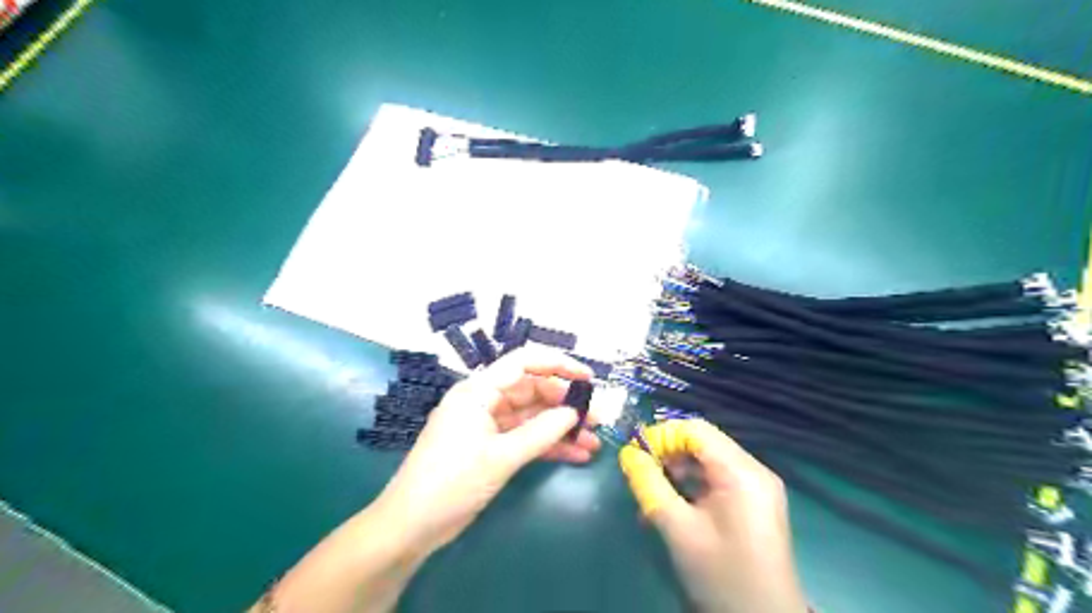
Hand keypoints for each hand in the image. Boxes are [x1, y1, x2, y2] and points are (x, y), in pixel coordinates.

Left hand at [374, 346, 595, 553]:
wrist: (412, 526)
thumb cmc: (451, 482)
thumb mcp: (500, 456)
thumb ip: (541, 433)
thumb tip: (574, 413)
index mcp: (479, 391)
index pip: (523, 363)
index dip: (558, 364)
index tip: (588, 378)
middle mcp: (484, 402)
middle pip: (532, 391)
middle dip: (565, 403)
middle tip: (597, 418)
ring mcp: (488, 426)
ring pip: (532, 417)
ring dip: (561, 428)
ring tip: (594, 439)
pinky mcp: (491, 448)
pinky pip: (526, 439)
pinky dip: (549, 446)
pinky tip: (576, 455)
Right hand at [617, 419, 803, 612]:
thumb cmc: (721, 575)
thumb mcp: (678, 528)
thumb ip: (649, 485)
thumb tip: (628, 454)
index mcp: (741, 472)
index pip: (695, 430)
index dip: (661, 436)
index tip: (635, 456)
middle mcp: (754, 471)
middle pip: (702, 443)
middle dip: (667, 455)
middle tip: (640, 477)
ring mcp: (757, 488)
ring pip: (707, 462)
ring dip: (676, 473)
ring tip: (651, 498)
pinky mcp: (754, 504)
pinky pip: (717, 481)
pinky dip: (692, 487)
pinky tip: (671, 508)